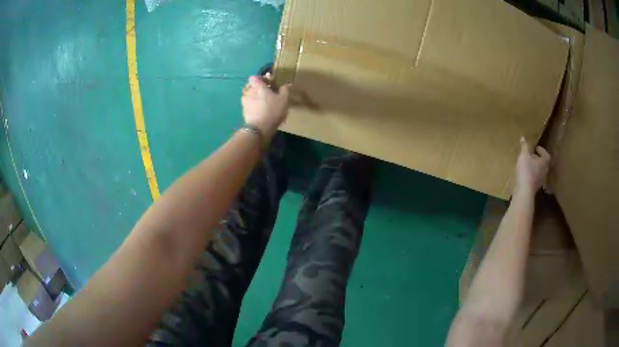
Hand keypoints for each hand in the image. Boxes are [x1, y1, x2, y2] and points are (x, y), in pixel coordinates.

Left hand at [241, 73, 291, 138]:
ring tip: (262, 102)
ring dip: (253, 97)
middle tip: (265, 92)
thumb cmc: (272, 110)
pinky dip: (252, 106)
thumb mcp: (284, 100)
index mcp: (258, 87)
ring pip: (247, 96)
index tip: (268, 83)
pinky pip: (248, 105)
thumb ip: (285, 90)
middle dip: (257, 87)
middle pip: (250, 86)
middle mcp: (249, 93)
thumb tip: (287, 84)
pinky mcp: (244, 113)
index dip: (260, 78)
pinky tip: (259, 111)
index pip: (254, 77)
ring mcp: (245, 103)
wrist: (259, 128)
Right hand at [514, 137, 550, 194]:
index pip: (546, 154)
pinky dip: (531, 176)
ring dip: (535, 168)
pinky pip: (535, 179)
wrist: (524, 191)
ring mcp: (541, 181)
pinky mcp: (535, 188)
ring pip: (539, 172)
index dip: (541, 150)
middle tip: (531, 156)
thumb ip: (525, 146)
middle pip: (543, 163)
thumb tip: (523, 138)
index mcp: (544, 162)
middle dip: (538, 159)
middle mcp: (545, 171)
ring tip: (528, 165)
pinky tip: (525, 175)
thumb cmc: (526, 170)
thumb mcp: (524, 155)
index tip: (536, 148)